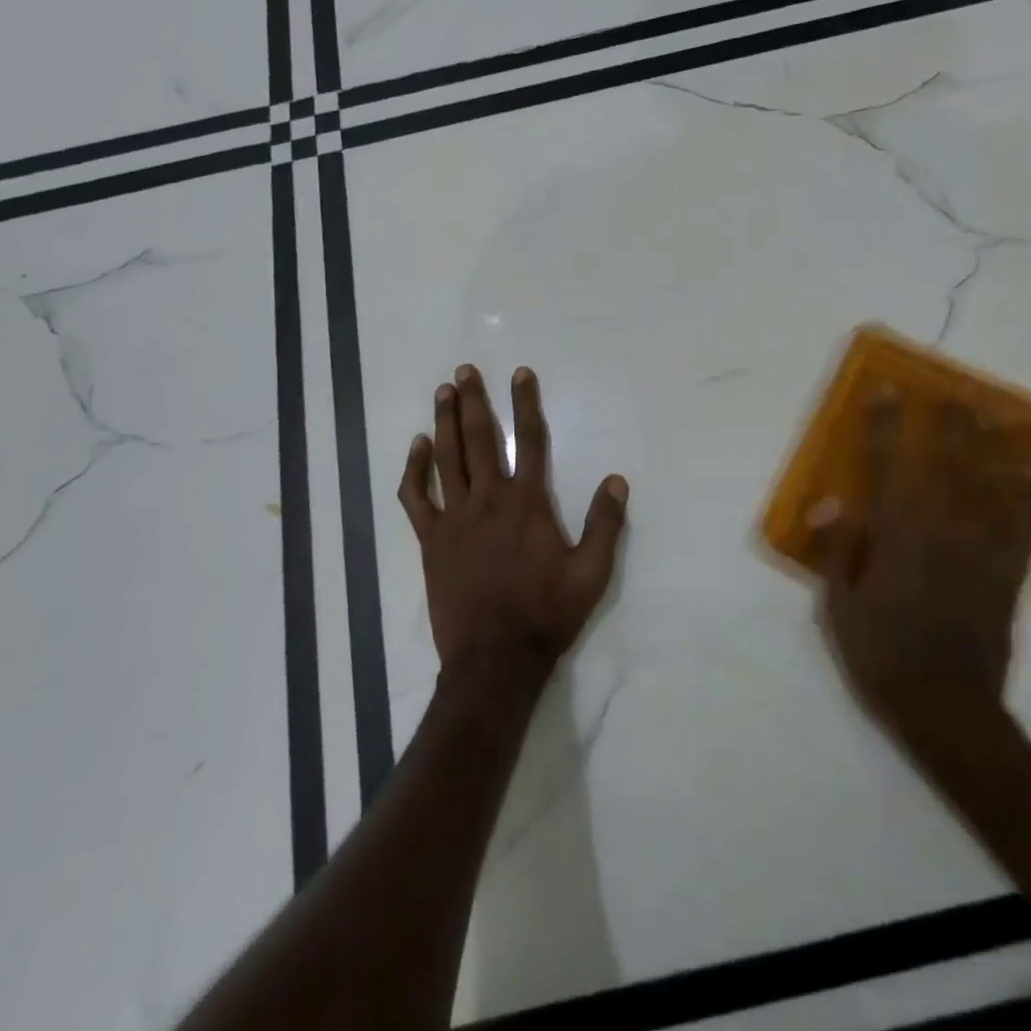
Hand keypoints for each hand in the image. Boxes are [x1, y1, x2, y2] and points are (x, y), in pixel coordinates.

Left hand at [399, 364, 628, 679]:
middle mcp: (489, 500)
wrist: (495, 659)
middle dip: (474, 401)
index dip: (526, 403)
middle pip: (479, 438)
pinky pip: (416, 496)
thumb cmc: (546, 613)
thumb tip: (616, 479)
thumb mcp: (592, 573)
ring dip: (444, 421)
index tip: (520, 374)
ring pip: (446, 458)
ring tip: (443, 391)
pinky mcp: (431, 539)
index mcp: (528, 503)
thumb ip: (605, 524)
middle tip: (465, 370)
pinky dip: (413, 469)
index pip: (528, 440)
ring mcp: (455, 518)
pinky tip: (417, 447)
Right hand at [810, 389, 1030, 748]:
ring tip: (1000, 414)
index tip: (886, 389)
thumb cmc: (880, 656)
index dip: (885, 425)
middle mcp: (941, 533)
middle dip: (950, 423)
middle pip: (947, 466)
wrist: (948, 711)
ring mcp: (981, 552)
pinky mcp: (1008, 575)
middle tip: (956, 389)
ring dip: (994, 446)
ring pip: (990, 487)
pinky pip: (1024, 526)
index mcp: (896, 538)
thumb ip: (836, 550)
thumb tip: (829, 500)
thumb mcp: (837, 608)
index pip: (887, 467)